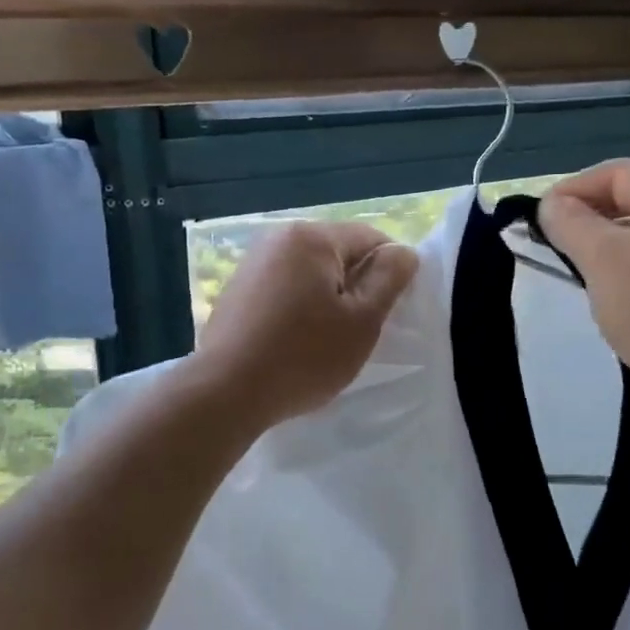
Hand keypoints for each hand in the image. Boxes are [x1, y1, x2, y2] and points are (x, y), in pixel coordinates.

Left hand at [191, 221, 419, 429]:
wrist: (226, 392)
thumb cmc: (304, 355)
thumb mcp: (362, 320)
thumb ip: (389, 279)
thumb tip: (403, 253)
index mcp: (311, 237)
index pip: (371, 238)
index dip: (390, 273)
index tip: (389, 312)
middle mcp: (278, 238)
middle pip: (338, 254)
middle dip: (356, 286)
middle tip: (359, 331)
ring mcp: (252, 264)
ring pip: (310, 274)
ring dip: (327, 300)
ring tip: (327, 341)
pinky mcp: (237, 291)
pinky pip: (284, 290)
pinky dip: (299, 310)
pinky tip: (295, 343)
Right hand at [538, 160, 629, 428]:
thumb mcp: (603, 260)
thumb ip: (570, 223)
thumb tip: (552, 205)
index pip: (619, 173)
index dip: (573, 189)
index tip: (540, 219)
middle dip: (592, 218)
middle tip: (557, 245)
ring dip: (613, 247)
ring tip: (582, 272)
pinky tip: (620, 297)